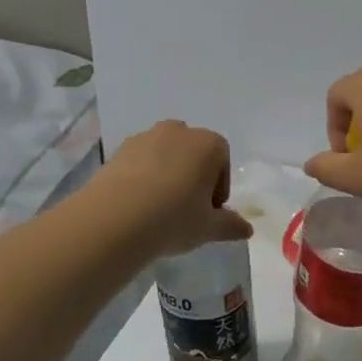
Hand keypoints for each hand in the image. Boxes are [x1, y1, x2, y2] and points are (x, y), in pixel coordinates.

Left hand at [97, 120, 252, 256]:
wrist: (114, 219)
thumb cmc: (173, 219)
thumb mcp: (208, 228)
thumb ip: (230, 225)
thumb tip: (247, 229)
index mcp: (208, 144)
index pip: (222, 160)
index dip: (219, 188)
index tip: (210, 212)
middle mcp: (179, 131)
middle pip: (193, 152)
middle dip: (193, 176)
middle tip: (186, 209)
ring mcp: (146, 137)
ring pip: (165, 155)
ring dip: (167, 174)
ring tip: (159, 209)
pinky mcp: (119, 149)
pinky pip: (140, 162)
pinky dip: (143, 177)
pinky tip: (138, 205)